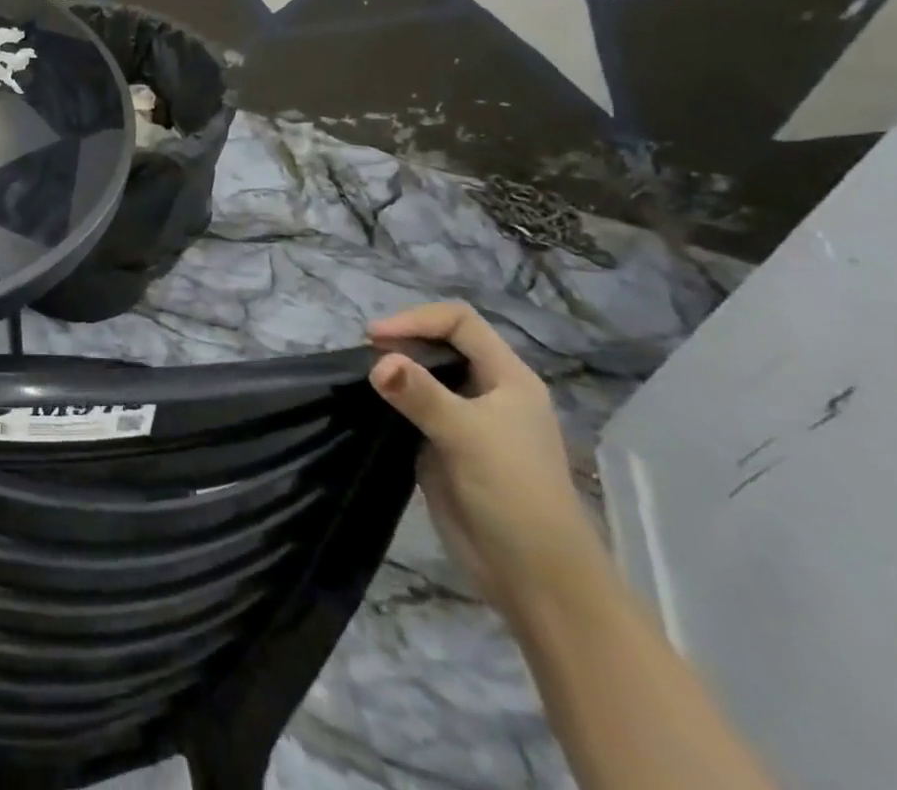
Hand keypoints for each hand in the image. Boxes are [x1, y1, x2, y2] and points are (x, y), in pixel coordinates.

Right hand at [368, 302, 607, 622]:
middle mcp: (488, 391)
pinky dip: (390, 397)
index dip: (417, 320)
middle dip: (402, 341)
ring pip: (425, 373)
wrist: (534, 576)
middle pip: (440, 343)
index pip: (459, 322)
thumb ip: (420, 394)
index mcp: (508, 378)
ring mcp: (466, 418)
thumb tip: (377, 362)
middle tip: (365, 355)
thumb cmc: (514, 494)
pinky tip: (370, 401)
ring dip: (393, 368)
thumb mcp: (467, 436)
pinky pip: (413, 405)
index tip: (377, 338)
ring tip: (362, 375)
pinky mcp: (444, 444)